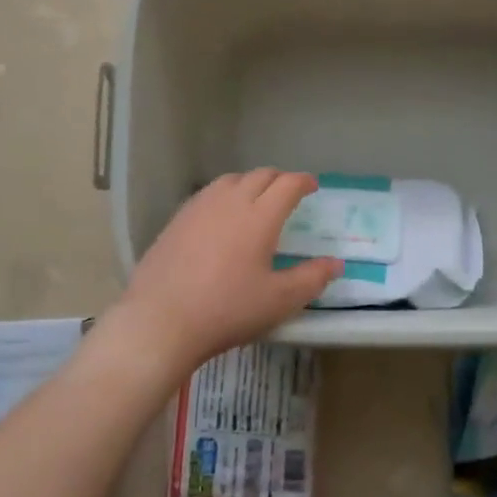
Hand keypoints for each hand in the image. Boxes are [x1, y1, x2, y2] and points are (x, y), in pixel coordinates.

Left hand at [115, 170, 339, 371]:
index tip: (312, 186)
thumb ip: (311, 279)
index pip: (287, 185)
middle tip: (288, 192)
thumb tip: (335, 264)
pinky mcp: (176, 220)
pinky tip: (221, 216)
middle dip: (279, 179)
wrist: (161, 320)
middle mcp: (230, 202)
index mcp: (259, 216)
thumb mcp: (279, 301)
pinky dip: (224, 195)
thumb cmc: (227, 310)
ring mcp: (199, 208)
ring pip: (230, 180)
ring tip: (256, 199)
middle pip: (259, 176)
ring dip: (250, 183)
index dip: (303, 182)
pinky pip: (207, 194)